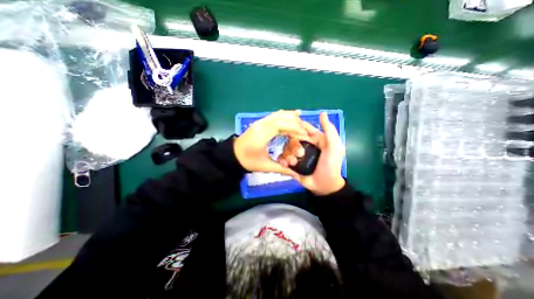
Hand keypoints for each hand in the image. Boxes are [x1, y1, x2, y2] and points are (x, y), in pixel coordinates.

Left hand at [234, 110, 308, 174]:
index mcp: (262, 135)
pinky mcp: (260, 123)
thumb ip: (281, 169)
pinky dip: (284, 115)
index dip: (295, 128)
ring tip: (301, 122)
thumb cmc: (248, 161)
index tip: (305, 134)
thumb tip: (296, 175)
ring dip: (291, 117)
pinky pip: (274, 115)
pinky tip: (291, 115)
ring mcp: (259, 122)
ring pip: (278, 114)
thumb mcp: (265, 166)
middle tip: (305, 130)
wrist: (232, 156)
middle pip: (281, 117)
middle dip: (295, 122)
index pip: (281, 125)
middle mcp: (261, 125)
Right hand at [278, 111, 344, 193]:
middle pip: (292, 139)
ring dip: (288, 155)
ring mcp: (296, 155)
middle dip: (294, 146)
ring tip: (293, 163)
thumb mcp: (334, 146)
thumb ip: (329, 130)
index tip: (289, 128)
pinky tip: (285, 165)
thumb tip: (322, 113)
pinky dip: (282, 161)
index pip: (302, 128)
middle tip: (299, 155)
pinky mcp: (291, 164)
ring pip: (286, 148)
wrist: (324, 185)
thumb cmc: (331, 165)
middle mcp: (304, 145)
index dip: (296, 127)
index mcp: (313, 139)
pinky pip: (283, 159)